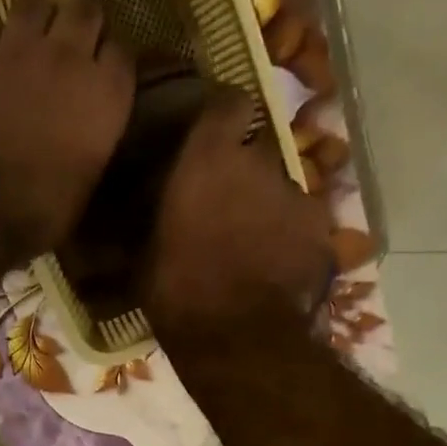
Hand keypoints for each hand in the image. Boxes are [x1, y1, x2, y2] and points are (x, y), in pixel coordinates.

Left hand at [0, 0, 135, 255]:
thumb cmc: (40, 213)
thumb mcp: (85, 189)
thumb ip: (93, 147)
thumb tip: (89, 142)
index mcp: (106, 95)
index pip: (123, 52)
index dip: (113, 62)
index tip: (106, 76)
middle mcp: (68, 56)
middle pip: (85, 6)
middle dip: (83, 17)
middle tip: (75, 37)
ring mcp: (18, 48)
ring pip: (35, 0)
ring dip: (38, 16)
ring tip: (32, 38)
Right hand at [142, 89, 333, 344]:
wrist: (239, 342)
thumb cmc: (179, 296)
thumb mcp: (144, 261)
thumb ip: (146, 223)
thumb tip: (123, 218)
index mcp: (210, 159)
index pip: (228, 103)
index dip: (222, 119)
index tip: (211, 139)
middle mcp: (260, 163)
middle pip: (255, 153)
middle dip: (242, 175)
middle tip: (223, 209)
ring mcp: (298, 197)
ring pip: (281, 192)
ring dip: (267, 210)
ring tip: (250, 249)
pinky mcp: (323, 234)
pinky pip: (303, 228)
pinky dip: (291, 242)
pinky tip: (276, 271)